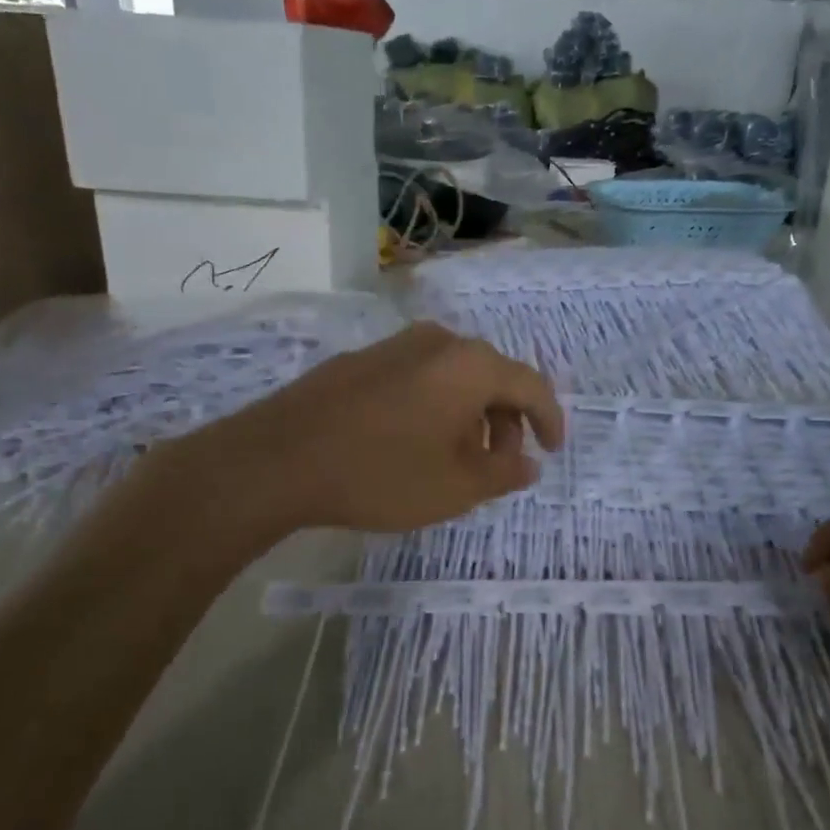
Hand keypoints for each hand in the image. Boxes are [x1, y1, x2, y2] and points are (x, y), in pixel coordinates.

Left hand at [204, 322, 563, 534]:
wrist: (277, 459)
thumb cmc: (381, 474)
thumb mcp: (455, 487)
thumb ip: (504, 473)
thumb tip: (528, 463)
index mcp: (470, 365)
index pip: (530, 385)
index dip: (549, 420)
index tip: (552, 451)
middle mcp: (438, 342)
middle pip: (492, 377)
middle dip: (505, 422)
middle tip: (500, 464)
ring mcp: (395, 346)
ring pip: (453, 377)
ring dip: (469, 415)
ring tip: (457, 459)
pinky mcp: (362, 360)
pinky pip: (419, 378)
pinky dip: (435, 407)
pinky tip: (414, 443)